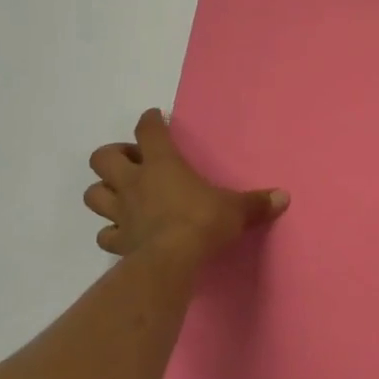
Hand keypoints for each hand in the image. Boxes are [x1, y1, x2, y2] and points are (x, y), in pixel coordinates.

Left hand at [85, 109, 288, 260]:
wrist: (171, 261)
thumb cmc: (202, 222)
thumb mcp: (236, 210)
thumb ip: (256, 203)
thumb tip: (284, 197)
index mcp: (163, 164)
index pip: (148, 131)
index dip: (150, 121)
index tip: (154, 117)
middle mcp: (135, 182)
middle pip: (103, 157)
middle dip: (114, 155)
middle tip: (134, 162)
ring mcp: (120, 212)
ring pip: (94, 193)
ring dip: (104, 190)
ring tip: (122, 194)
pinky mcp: (117, 241)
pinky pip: (105, 233)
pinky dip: (111, 230)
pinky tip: (124, 231)